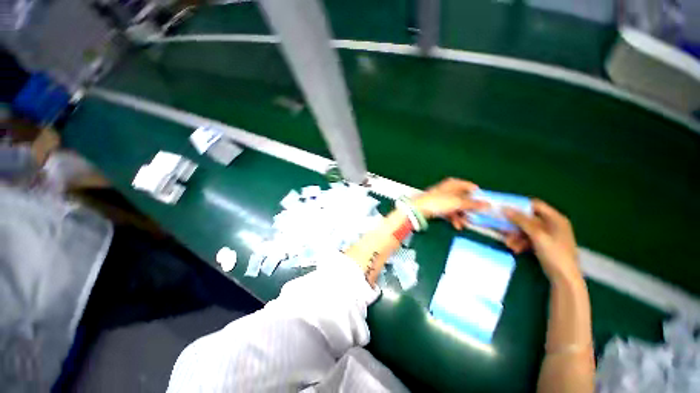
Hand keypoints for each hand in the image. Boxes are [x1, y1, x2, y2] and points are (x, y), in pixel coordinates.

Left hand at [411, 178, 487, 229]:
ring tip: (466, 224)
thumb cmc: (439, 202)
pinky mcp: (437, 206)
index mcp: (454, 184)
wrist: (418, 209)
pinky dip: (454, 218)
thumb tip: (488, 204)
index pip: (470, 186)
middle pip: (464, 198)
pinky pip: (449, 211)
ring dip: (462, 215)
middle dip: (470, 208)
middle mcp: (449, 189)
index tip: (485, 205)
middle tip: (476, 217)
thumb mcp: (458, 203)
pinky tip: (457, 225)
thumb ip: (473, 204)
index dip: (478, 195)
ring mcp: (442, 197)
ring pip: (457, 206)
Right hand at [504, 200, 580, 282]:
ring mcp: (547, 236)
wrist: (564, 278)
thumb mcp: (537, 235)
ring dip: (515, 236)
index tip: (505, 208)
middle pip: (528, 219)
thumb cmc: (555, 253)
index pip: (535, 205)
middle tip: (502, 228)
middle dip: (514, 225)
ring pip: (525, 230)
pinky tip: (515, 249)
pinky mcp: (543, 245)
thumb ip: (521, 221)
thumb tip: (505, 208)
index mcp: (555, 219)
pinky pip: (528, 239)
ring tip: (509, 244)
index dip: (520, 205)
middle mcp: (552, 225)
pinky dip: (520, 243)